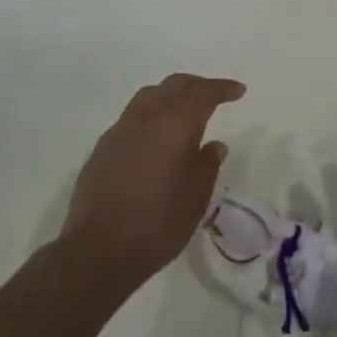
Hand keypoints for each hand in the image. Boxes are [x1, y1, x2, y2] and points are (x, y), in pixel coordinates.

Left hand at [61, 73, 243, 291]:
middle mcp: (146, 117)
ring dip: (170, 96)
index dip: (223, 88)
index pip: (203, 93)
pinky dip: (150, 117)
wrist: (97, 251)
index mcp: (174, 123)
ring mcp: (119, 131)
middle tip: (213, 95)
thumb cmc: (158, 222)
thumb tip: (214, 145)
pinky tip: (153, 139)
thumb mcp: (197, 196)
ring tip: (182, 111)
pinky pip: (131, 118)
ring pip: (149, 96)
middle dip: (197, 85)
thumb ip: (208, 164)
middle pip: (174, 85)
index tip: (238, 91)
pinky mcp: (102, 149)